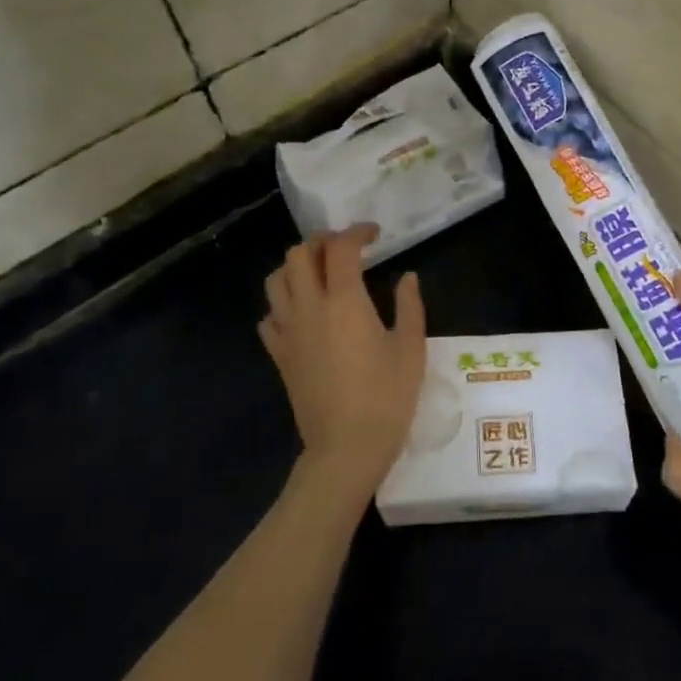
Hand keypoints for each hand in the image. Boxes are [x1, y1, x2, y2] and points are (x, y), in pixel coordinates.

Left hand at [260, 225, 427, 501]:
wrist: (345, 448)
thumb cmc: (386, 398)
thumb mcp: (411, 349)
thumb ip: (409, 306)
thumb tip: (407, 277)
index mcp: (345, 302)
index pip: (341, 248)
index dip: (357, 232)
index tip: (374, 235)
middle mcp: (310, 308)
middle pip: (299, 255)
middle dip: (321, 242)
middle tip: (345, 249)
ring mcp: (289, 332)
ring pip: (276, 281)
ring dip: (296, 268)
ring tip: (319, 274)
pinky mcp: (279, 355)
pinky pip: (269, 317)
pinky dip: (282, 304)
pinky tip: (303, 313)